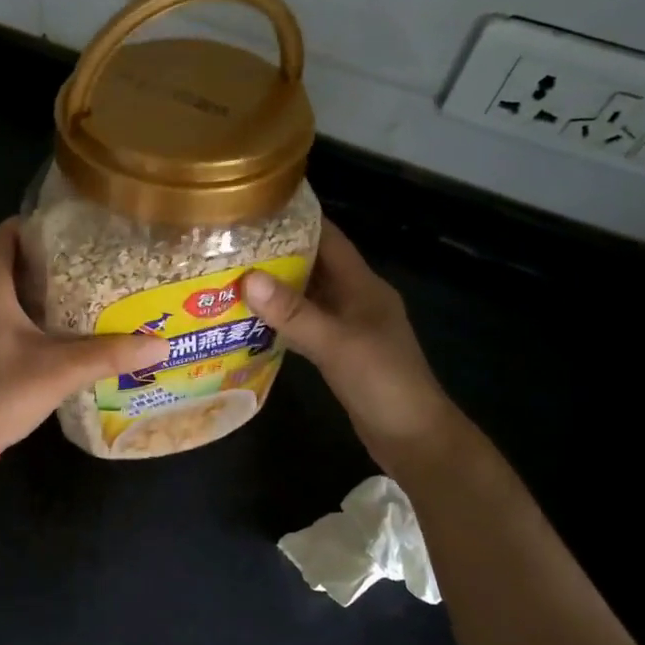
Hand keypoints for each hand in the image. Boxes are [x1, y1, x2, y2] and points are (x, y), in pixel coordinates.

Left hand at [0, 218, 167, 451]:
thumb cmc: (2, 391)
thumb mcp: (61, 371)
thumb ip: (110, 355)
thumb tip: (161, 346)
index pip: (1, 235)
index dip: (32, 227)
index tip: (68, 234)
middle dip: (26, 252)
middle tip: (68, 261)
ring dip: (16, 279)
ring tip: (61, 288)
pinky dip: (7, 304)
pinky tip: (38, 326)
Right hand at [242, 220, 456, 448]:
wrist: (413, 438)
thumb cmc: (383, 383)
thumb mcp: (336, 344)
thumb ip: (294, 313)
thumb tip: (248, 278)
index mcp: (363, 286)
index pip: (330, 239)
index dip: (298, 220)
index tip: (257, 207)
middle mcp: (356, 299)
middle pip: (314, 265)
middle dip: (276, 254)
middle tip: (230, 245)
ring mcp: (348, 327)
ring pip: (306, 297)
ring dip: (275, 288)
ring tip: (230, 277)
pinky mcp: (339, 353)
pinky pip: (304, 325)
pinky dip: (280, 320)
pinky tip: (250, 322)